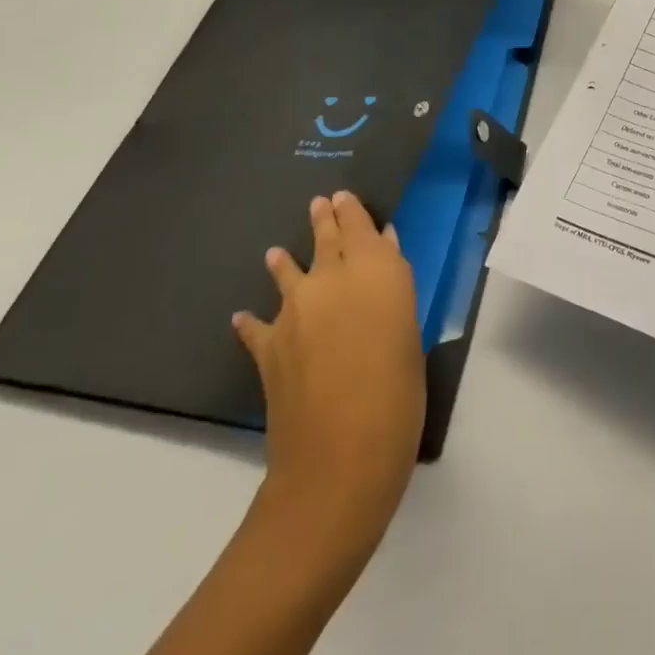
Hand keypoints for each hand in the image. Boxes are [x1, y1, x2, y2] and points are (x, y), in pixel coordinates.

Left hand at [232, 192, 424, 591]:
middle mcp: (332, 280)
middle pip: (327, 239)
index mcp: (375, 271)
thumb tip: (384, 256)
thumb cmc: (398, 393)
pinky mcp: (268, 347)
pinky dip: (253, 320)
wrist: (339, 458)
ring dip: (285, 260)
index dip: (353, 210)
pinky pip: (257, 325)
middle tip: (320, 203)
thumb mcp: (410, 334)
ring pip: (289, 271)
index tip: (345, 196)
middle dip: (324, 220)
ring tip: (276, 252)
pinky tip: (244, 317)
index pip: (361, 226)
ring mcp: (294, 312)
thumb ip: (393, 291)